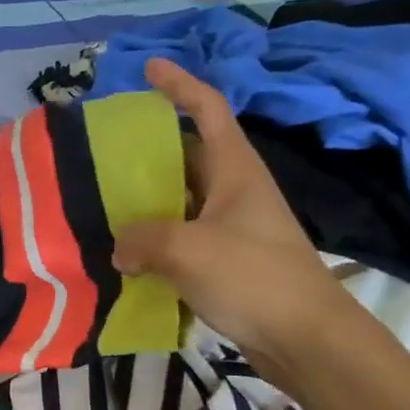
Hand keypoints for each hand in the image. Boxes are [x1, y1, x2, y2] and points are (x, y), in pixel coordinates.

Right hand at [113, 57, 356, 379]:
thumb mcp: (187, 250)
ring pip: (179, 199)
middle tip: (102, 150)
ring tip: (101, 201)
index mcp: (235, 169)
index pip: (208, 108)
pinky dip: (153, 239)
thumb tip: (118, 248)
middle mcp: (233, 190)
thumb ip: (141, 240)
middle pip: (186, 154)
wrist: (308, 341)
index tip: (149, 68)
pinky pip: (181, 236)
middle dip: (147, 149)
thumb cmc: (254, 278)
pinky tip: (123, 254)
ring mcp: (230, 227)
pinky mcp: (226, 260)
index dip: (179, 84)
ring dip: (145, 200)